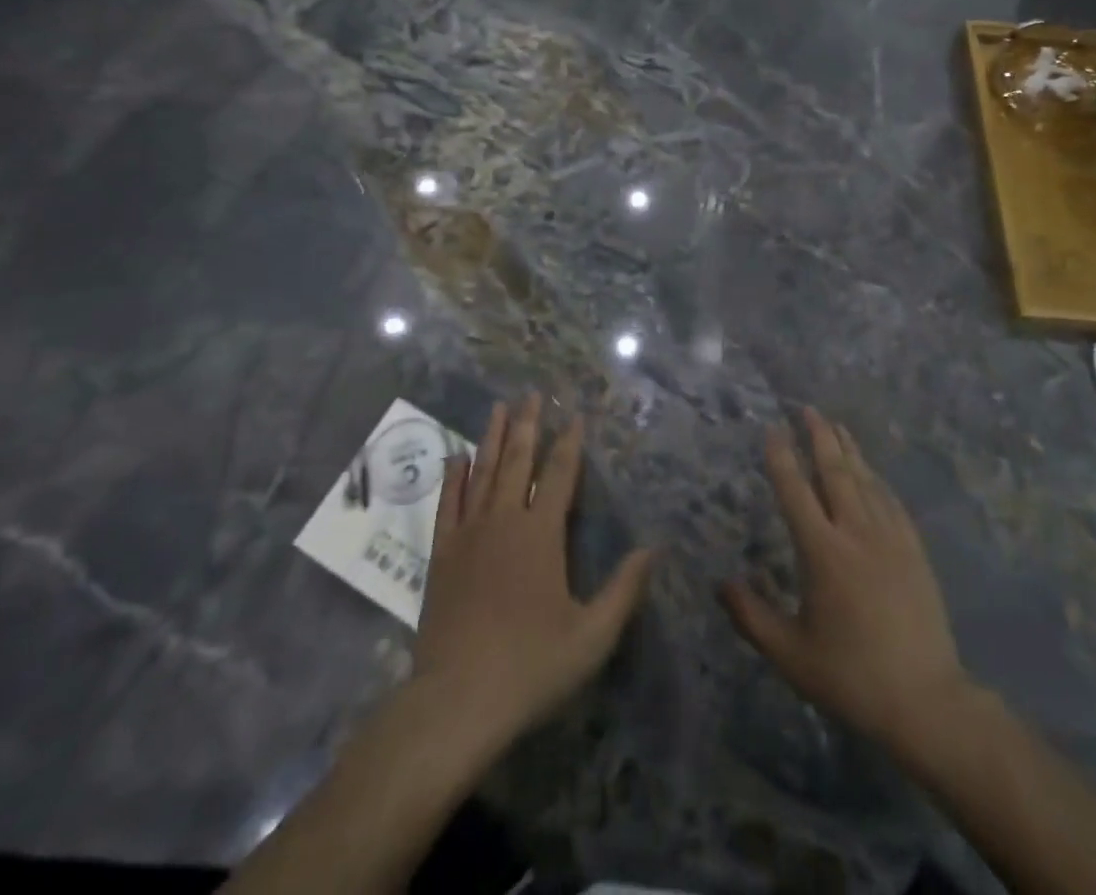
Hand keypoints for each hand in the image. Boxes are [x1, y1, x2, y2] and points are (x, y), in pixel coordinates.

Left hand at [415, 395, 653, 748]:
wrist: (456, 701)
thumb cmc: (530, 667)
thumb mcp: (591, 637)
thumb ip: (624, 590)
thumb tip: (653, 548)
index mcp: (542, 534)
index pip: (560, 475)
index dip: (568, 443)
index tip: (573, 415)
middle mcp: (505, 520)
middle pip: (518, 461)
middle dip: (527, 425)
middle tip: (531, 394)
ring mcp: (469, 534)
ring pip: (482, 472)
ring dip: (492, 437)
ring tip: (498, 406)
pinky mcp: (442, 553)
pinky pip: (448, 502)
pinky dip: (453, 476)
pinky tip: (456, 456)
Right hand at [721, 408, 969, 746]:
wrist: (926, 702)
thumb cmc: (851, 676)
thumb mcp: (790, 654)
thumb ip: (751, 617)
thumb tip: (721, 583)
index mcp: (823, 553)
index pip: (796, 491)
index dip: (781, 457)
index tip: (772, 428)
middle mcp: (857, 534)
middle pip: (835, 473)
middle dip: (819, 437)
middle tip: (807, 408)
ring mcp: (891, 540)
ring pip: (865, 481)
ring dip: (849, 450)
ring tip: (836, 425)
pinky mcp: (914, 552)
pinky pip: (891, 502)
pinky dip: (876, 479)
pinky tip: (871, 472)